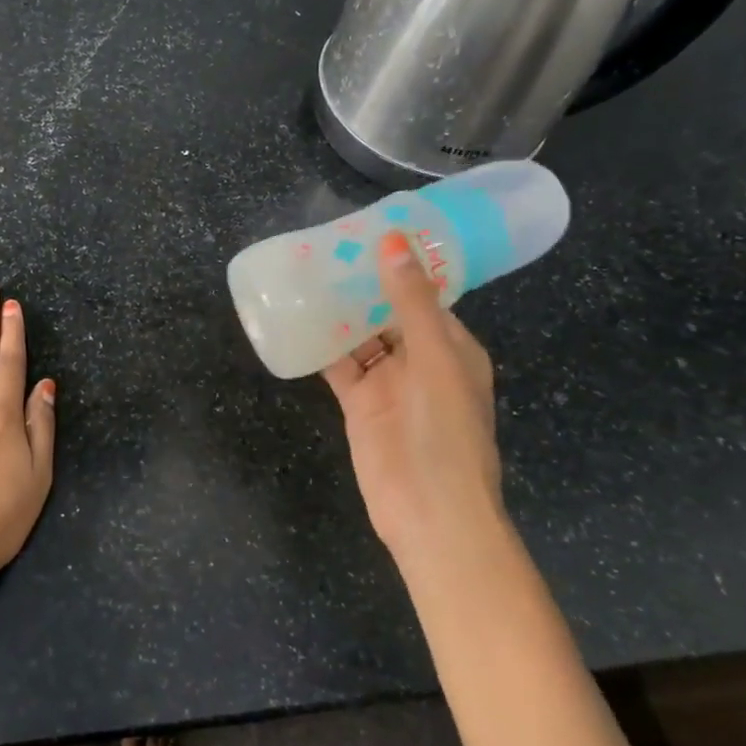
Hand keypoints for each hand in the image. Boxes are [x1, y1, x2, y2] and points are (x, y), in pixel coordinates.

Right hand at [322, 231, 501, 561]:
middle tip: (323, 248)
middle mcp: (420, 359)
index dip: (398, 264)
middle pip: (386, 312)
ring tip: (304, 274)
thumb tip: (394, 241)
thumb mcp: (435, 359)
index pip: (423, 294)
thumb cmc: (445, 431)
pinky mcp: (359, 404)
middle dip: (360, 285)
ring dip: (337, 311)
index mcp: (451, 345)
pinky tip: (294, 320)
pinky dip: (319, 345)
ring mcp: (388, 382)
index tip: (365, 232)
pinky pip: (338, 365)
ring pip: (359, 336)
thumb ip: (411, 302)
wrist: (430, 513)